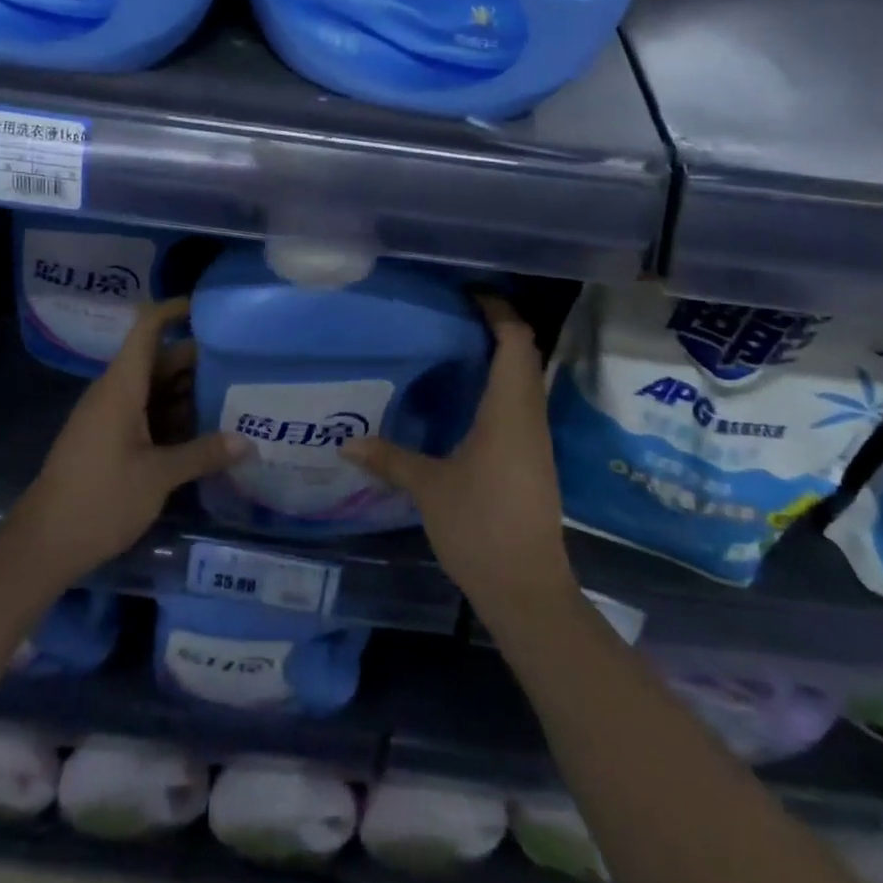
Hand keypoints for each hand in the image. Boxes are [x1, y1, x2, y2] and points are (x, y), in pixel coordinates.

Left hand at [10, 299, 245, 587]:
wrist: (42, 546)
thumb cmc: (99, 500)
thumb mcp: (158, 477)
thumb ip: (203, 454)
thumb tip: (248, 442)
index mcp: (122, 386)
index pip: (148, 327)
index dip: (176, 310)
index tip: (212, 309)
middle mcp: (116, 392)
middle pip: (160, 360)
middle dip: (199, 361)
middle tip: (243, 366)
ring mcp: (112, 416)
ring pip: (156, 390)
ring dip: (190, 394)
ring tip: (235, 398)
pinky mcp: (111, 440)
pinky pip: (148, 414)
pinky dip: (175, 418)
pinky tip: (207, 434)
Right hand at [340, 296, 576, 620]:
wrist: (528, 589)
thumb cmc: (480, 527)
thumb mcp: (428, 488)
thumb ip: (389, 458)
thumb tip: (346, 442)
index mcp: (509, 409)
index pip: (515, 340)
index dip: (498, 310)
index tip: (468, 293)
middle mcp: (529, 415)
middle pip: (524, 353)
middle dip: (496, 326)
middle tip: (453, 315)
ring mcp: (536, 438)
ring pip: (525, 379)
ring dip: (499, 356)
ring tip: (454, 347)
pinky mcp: (534, 459)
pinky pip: (521, 404)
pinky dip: (499, 386)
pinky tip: (466, 399)